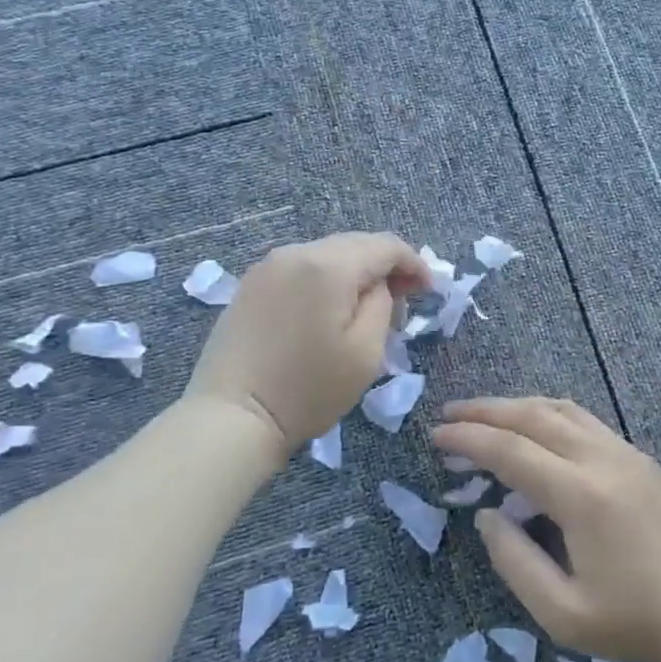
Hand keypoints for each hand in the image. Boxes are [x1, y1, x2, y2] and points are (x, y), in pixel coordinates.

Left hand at [185, 233, 428, 460]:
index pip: (385, 245)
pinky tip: (330, 310)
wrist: (232, 417)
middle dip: (385, 267)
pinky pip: (302, 269)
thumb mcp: (366, 352)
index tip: (428, 291)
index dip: (414, 263)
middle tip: (404, 300)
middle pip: (356, 244)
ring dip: (355, 274)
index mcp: (329, 265)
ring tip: (367, 308)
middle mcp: (296, 252)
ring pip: (327, 255)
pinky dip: (326, 281)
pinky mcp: (251, 285)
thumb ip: (383, 305)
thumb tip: (379, 286)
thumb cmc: (307, 390)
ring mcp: (268, 266)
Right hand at [432, 396, 660, 661]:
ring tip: (483, 415)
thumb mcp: (563, 614)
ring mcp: (626, 453)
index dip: (469, 439)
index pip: (511, 450)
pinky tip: (535, 426)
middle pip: (534, 416)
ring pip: (562, 409)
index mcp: (581, 495)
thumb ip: (515, 561)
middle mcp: (602, 459)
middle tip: (449, 415)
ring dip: (517, 406)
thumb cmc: (636, 623)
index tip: (436, 436)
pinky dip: (548, 413)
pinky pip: (585, 420)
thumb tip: (486, 515)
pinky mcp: (639, 458)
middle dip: (486, 411)